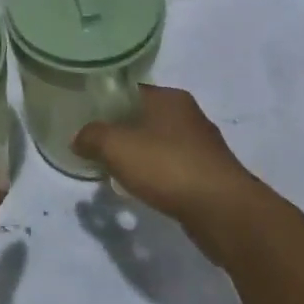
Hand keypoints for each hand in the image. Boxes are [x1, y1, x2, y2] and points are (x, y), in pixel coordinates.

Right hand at [73, 86, 252, 223]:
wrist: (224, 212)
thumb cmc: (167, 167)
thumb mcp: (115, 146)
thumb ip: (92, 136)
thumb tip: (79, 138)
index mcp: (169, 98)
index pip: (130, 91)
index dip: (107, 104)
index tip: (88, 120)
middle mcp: (189, 115)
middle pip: (145, 117)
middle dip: (123, 132)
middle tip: (99, 148)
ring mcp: (204, 146)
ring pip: (160, 144)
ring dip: (142, 156)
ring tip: (118, 172)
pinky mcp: (212, 175)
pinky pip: (175, 169)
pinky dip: (159, 176)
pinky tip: (147, 191)